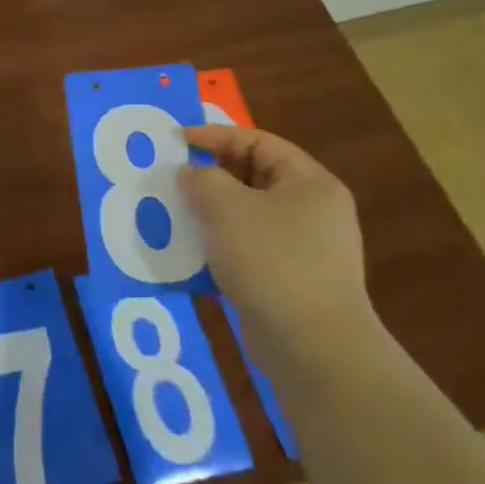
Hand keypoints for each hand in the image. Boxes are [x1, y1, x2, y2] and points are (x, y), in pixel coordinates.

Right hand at [179, 124, 375, 365]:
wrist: (313, 348)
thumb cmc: (272, 261)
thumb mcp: (226, 206)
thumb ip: (201, 179)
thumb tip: (191, 175)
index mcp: (309, 183)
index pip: (258, 141)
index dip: (215, 135)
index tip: (176, 142)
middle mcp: (313, 210)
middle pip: (253, 177)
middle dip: (210, 175)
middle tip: (171, 177)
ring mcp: (305, 248)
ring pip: (247, 215)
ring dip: (209, 212)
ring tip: (174, 213)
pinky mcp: (290, 281)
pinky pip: (248, 248)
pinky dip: (219, 245)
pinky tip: (190, 253)